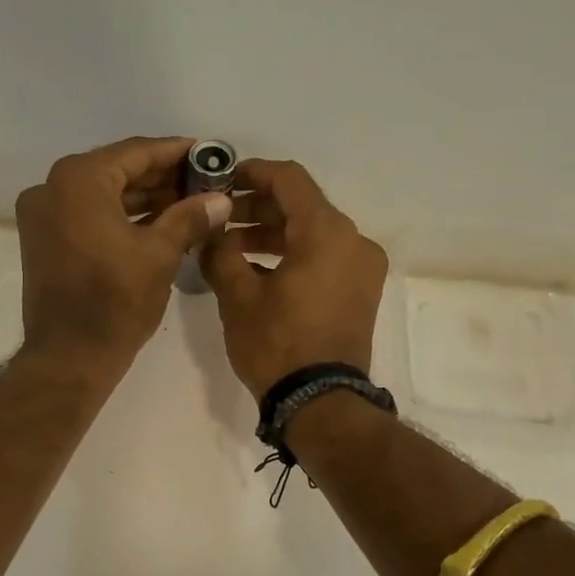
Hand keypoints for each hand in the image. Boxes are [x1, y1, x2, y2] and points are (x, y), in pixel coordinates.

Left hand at [15, 137, 231, 379]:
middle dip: (162, 177)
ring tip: (189, 203)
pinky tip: (159, 223)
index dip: (176, 152)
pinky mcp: (43, 240)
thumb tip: (221, 198)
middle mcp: (52, 187)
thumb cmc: (116, 302)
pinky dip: (120, 217)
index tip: (209, 153)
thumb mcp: (160, 254)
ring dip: (143, 199)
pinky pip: (88, 215)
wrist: (69, 357)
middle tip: (204, 181)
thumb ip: (191, 217)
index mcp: (78, 180)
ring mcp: (43, 215)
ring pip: (102, 194)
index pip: (136, 152)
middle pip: (117, 171)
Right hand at [200, 158, 387, 397]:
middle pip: (303, 206)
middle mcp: (354, 241)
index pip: (289, 180)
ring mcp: (363, 268)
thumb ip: (220, 252)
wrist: (320, 402)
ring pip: (314, 234)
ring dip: (273, 234)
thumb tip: (211, 230)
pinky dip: (294, 255)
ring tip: (231, 248)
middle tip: (219, 220)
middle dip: (258, 209)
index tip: (222, 179)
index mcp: (327, 232)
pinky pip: (325, 258)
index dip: (253, 173)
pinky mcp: (361, 292)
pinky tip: (258, 270)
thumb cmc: (277, 344)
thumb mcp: (238, 296)